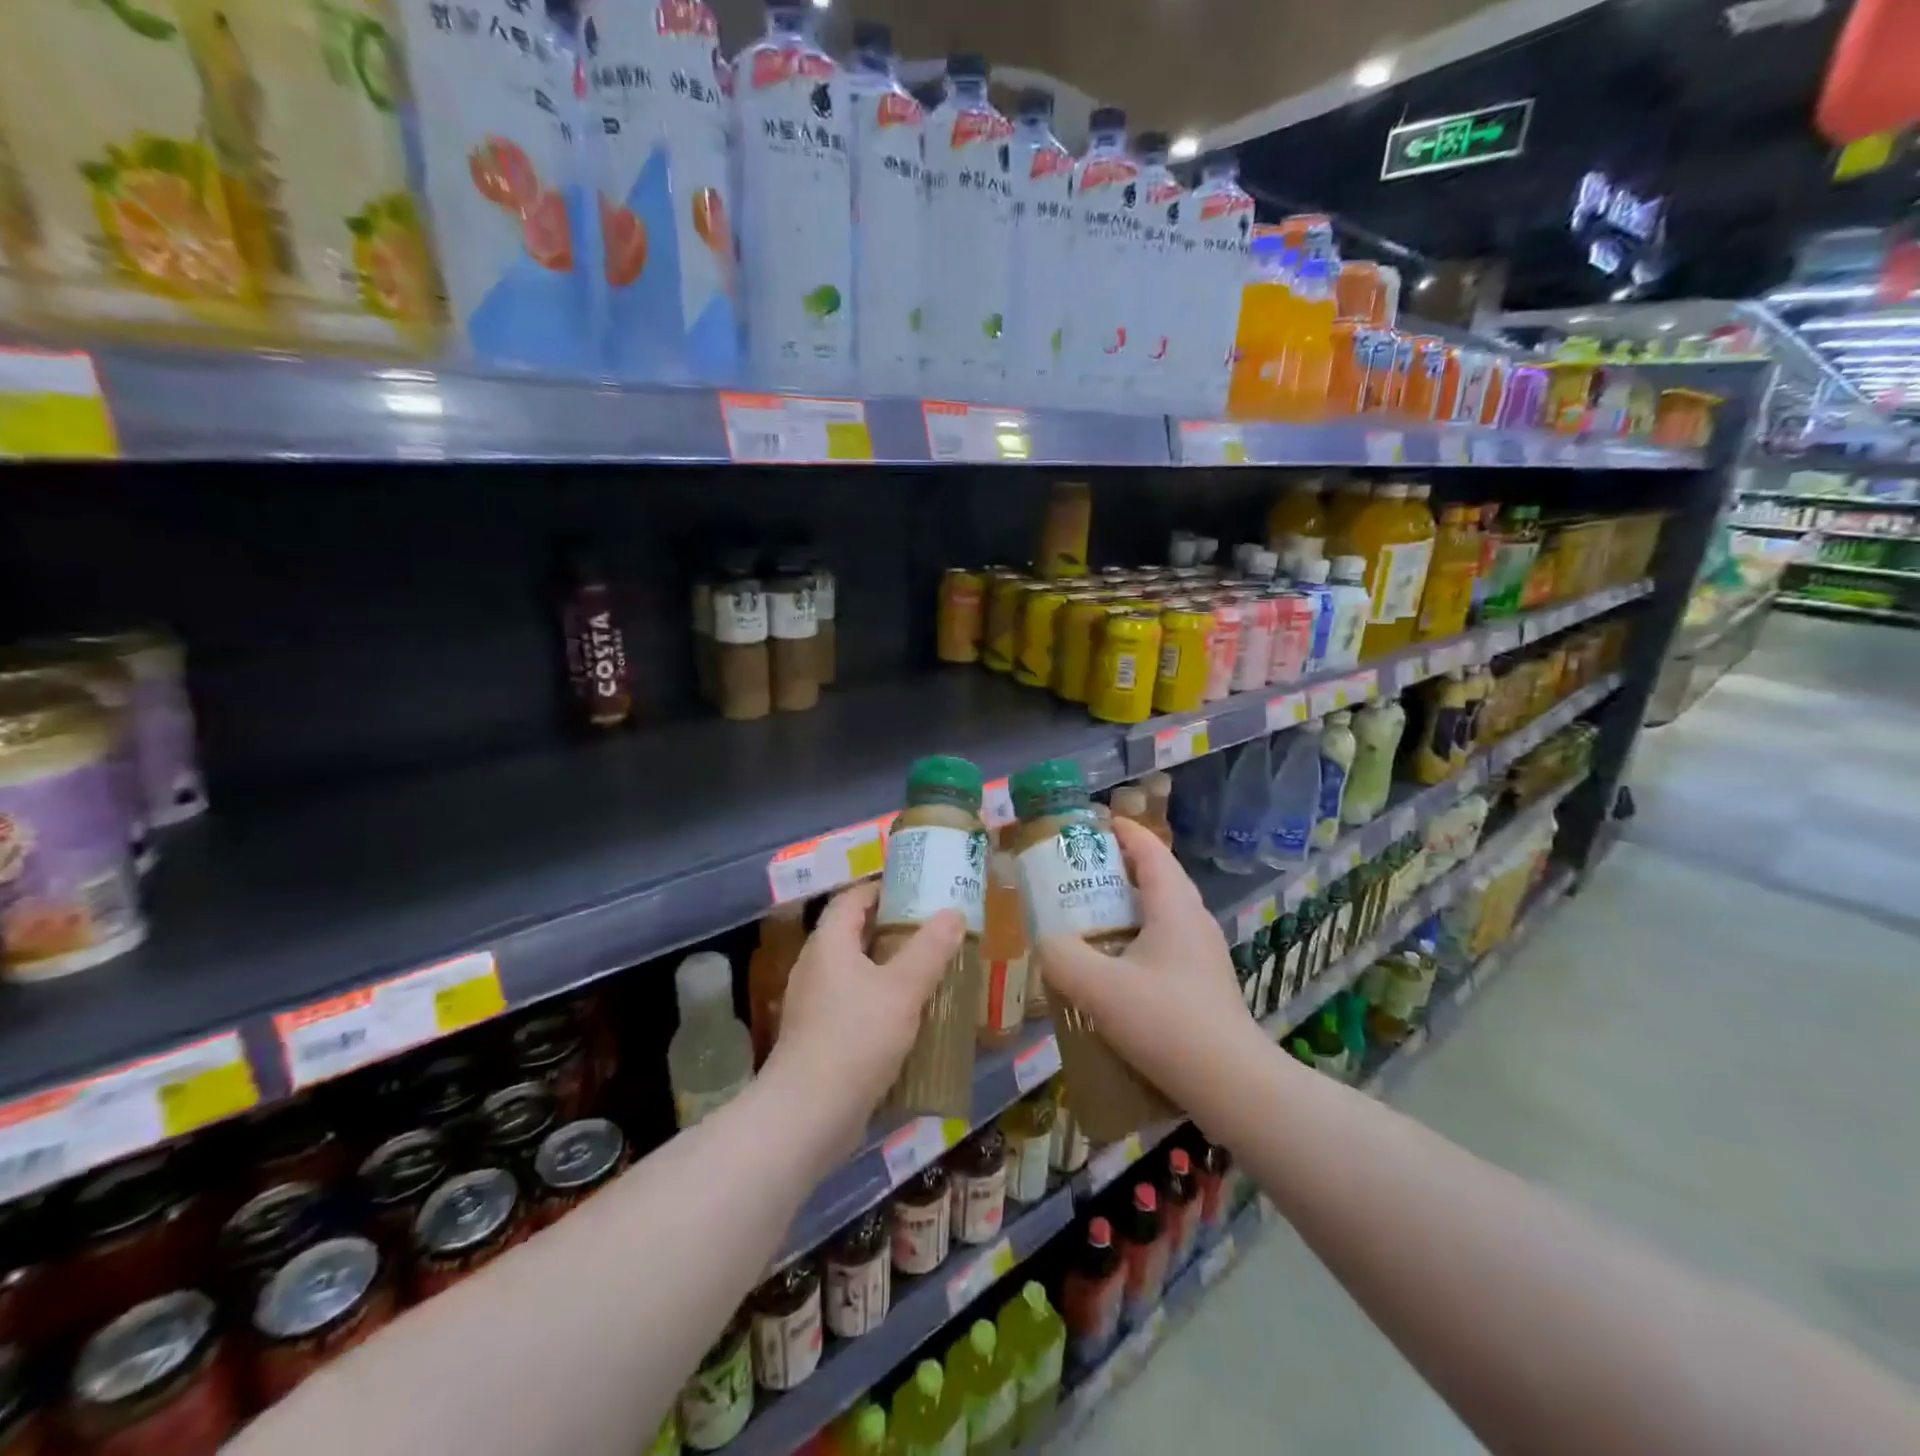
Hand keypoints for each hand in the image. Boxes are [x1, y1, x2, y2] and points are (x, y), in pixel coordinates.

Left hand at [764, 882, 966, 1156]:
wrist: (808, 1115)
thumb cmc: (856, 1039)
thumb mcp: (903, 989)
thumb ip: (930, 949)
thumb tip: (954, 913)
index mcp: (829, 943)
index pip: (852, 898)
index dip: (882, 888)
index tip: (918, 890)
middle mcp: (815, 966)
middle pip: (853, 933)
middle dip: (892, 929)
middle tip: (933, 930)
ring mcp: (814, 1003)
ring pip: (855, 971)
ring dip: (888, 967)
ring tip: (928, 970)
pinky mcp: (818, 1036)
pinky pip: (852, 1002)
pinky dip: (879, 999)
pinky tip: (908, 1016)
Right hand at [1036, 816, 1264, 1126]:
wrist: (1233, 1085)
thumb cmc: (1168, 1023)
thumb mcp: (1099, 988)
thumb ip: (1061, 958)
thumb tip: (1045, 943)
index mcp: (1174, 904)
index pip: (1148, 848)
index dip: (1119, 830)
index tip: (1086, 826)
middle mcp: (1192, 918)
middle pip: (1153, 875)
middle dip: (1113, 867)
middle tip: (1073, 874)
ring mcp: (1202, 951)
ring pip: (1158, 910)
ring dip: (1123, 905)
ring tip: (1085, 917)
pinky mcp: (1202, 981)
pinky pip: (1163, 940)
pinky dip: (1134, 936)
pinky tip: (1111, 966)